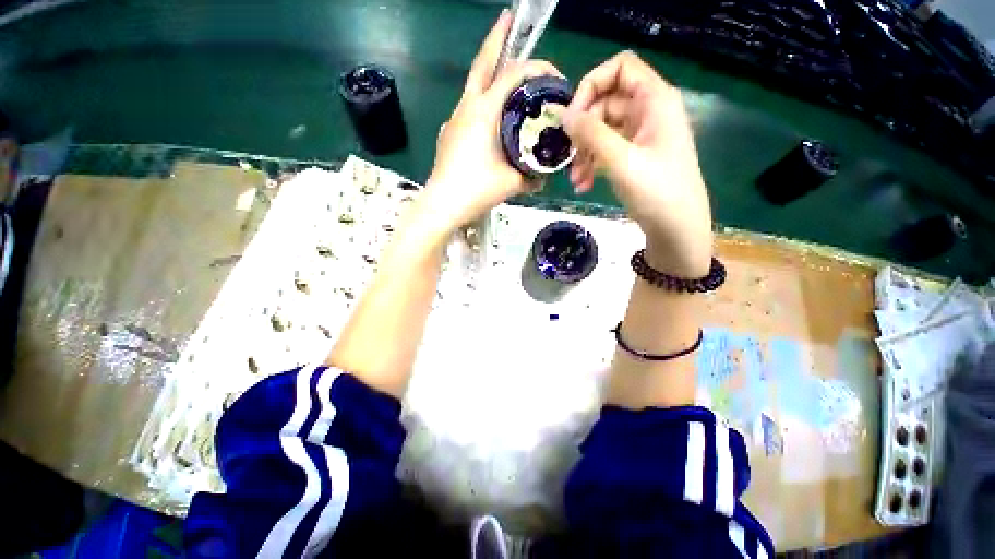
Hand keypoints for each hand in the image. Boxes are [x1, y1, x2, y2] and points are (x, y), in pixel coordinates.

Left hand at [419, 10, 562, 232]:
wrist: (442, 205)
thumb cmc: (476, 190)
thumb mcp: (512, 183)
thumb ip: (532, 177)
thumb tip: (543, 178)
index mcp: (483, 112)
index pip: (512, 75)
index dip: (536, 68)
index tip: (554, 75)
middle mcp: (466, 107)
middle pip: (482, 64)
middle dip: (497, 38)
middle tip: (510, 20)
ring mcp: (453, 119)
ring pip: (474, 87)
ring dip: (491, 77)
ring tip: (509, 82)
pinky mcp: (448, 134)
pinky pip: (468, 110)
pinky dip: (482, 106)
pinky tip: (491, 123)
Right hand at [563, 51, 712, 277]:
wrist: (676, 228)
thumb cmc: (657, 192)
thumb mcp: (622, 161)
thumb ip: (592, 135)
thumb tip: (564, 116)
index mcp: (655, 100)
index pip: (620, 68)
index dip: (592, 85)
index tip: (572, 115)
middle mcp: (648, 111)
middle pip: (605, 103)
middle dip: (583, 130)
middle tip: (568, 154)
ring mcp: (641, 135)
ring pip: (603, 130)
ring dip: (584, 152)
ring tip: (576, 179)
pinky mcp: (634, 155)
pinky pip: (607, 150)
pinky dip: (593, 164)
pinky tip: (583, 185)